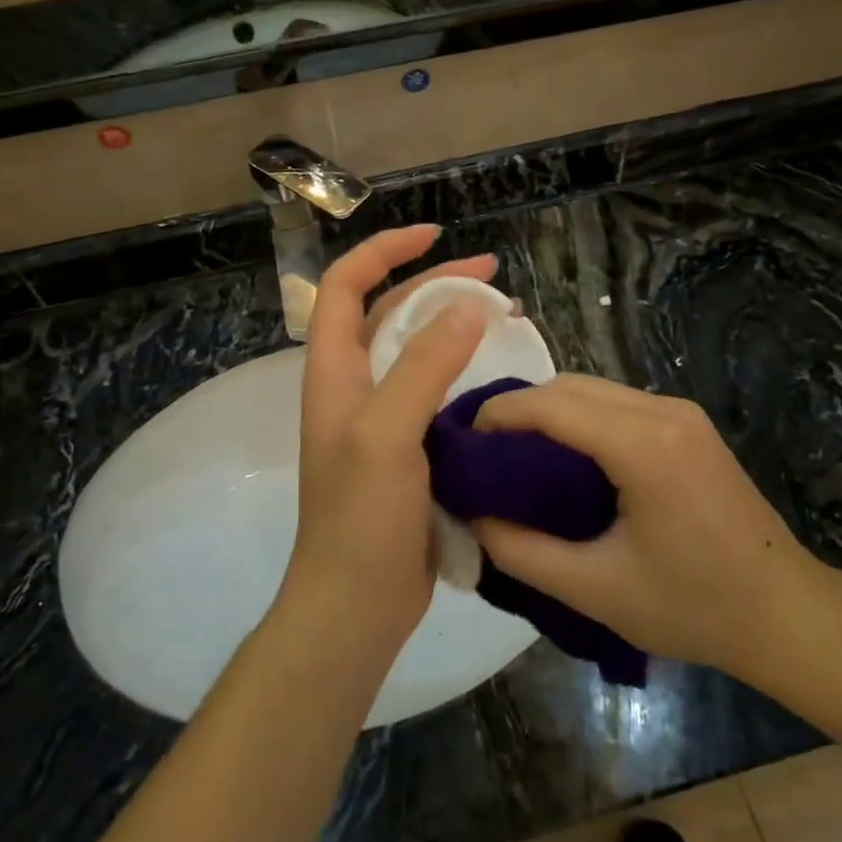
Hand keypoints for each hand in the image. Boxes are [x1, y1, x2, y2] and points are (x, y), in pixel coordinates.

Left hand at [285, 227, 496, 646]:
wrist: (356, 607)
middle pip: (388, 312)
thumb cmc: (361, 519)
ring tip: (506, 316)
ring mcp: (381, 418)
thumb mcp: (387, 434)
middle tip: (493, 275)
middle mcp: (354, 386)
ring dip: (455, 327)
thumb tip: (467, 307)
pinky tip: (501, 376)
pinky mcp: (409, 447)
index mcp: (334, 372)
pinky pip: (436, 391)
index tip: (435, 234)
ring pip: (417, 351)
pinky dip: (466, 371)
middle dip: (435, 284)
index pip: (344, 285)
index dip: (384, 250)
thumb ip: (424, 367)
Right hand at [471, 375, 825, 683]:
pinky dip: (579, 419)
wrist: (787, 613)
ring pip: (592, 389)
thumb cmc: (694, 606)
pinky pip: (616, 404)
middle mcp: (663, 411)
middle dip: (520, 409)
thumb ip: (522, 552)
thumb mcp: (596, 590)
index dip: (498, 414)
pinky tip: (564, 457)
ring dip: (549, 412)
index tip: (462, 443)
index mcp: (644, 446)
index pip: (551, 404)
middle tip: (484, 454)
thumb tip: (471, 516)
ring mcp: (681, 412)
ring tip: (516, 456)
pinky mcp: (688, 424)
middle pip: (570, 385)